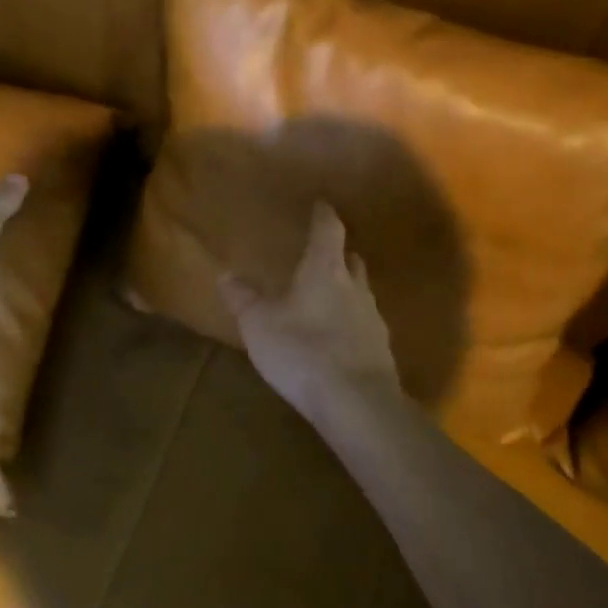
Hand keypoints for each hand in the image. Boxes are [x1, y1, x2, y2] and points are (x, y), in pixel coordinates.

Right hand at [219, 202, 401, 424]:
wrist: (357, 403)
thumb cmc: (302, 350)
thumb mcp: (259, 324)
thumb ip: (243, 298)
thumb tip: (226, 274)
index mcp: (324, 270)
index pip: (329, 230)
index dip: (324, 215)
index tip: (321, 204)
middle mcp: (354, 287)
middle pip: (351, 259)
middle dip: (338, 253)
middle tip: (323, 253)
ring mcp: (373, 319)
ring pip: (361, 292)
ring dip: (346, 290)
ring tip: (328, 297)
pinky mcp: (381, 350)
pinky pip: (365, 325)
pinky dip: (352, 323)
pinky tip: (339, 338)